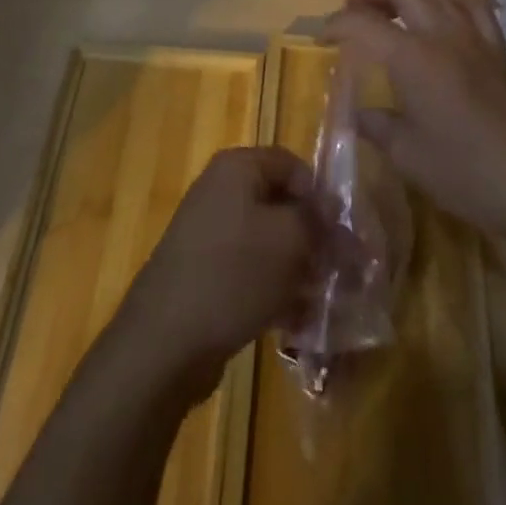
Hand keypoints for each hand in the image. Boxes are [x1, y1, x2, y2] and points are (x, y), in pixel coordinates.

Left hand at [114, 146, 317, 396]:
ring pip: (268, 242)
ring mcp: (210, 233)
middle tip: (339, 271)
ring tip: (322, 301)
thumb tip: (332, 211)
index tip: (341, 232)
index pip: (292, 164)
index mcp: (237, 168)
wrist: (165, 340)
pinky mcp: (205, 273)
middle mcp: (221, 191)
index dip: (320, 194)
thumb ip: (318, 221)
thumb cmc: (233, 273)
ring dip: (298, 268)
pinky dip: (274, 290)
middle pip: (280, 204)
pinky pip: (250, 271)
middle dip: (313, 237)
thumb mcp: (289, 240)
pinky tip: (295, 322)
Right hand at [324, 0, 505, 244]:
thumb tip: (357, 114)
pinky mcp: (498, 48)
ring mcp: (475, 36)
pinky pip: (473, 4)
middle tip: (354, 11)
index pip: (363, 23)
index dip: (336, 24)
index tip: (321, 38)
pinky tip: (444, 13)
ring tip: (393, 11)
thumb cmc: (467, 173)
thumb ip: (377, 127)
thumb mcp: (409, 156)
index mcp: (413, 57)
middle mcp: (442, 33)